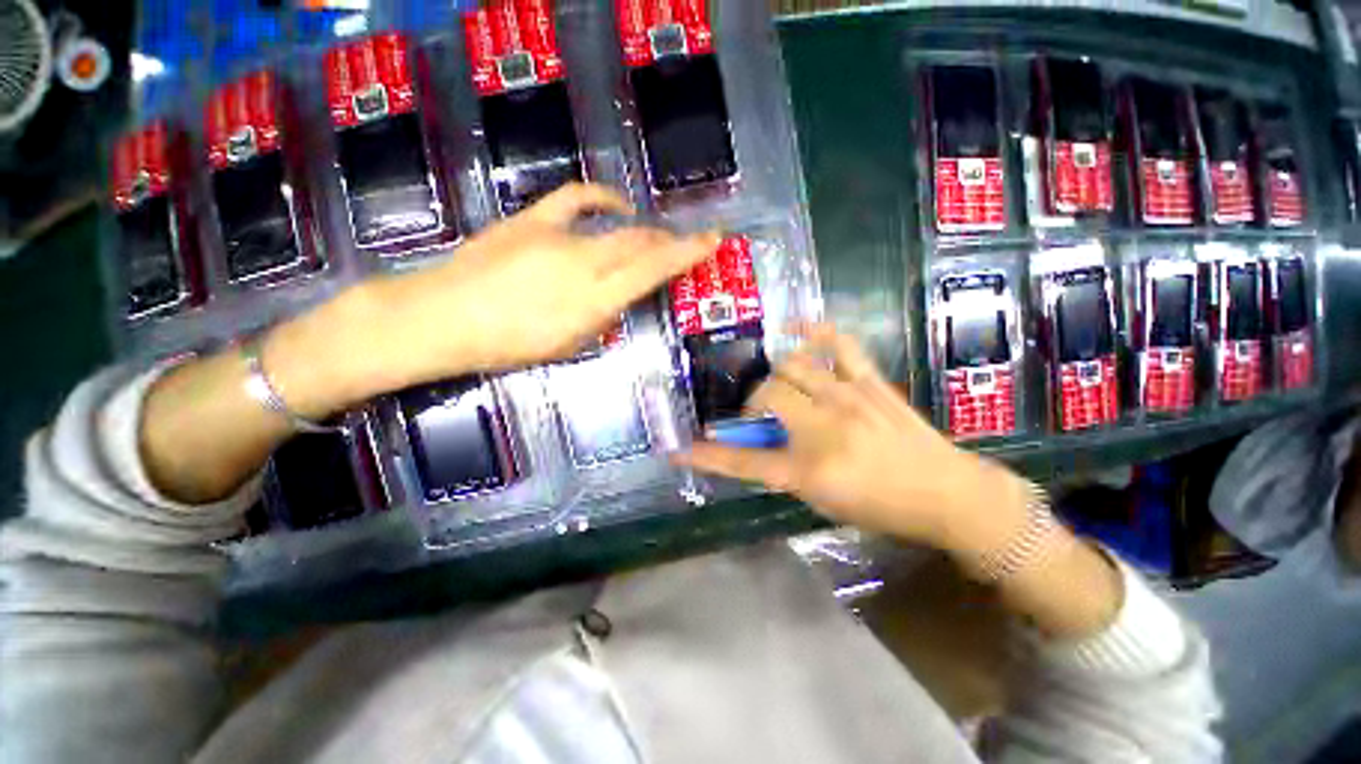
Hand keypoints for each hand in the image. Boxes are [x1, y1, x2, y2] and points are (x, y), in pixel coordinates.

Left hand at [267, 184, 718, 416]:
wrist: (442, 317)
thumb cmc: (506, 346)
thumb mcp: (567, 346)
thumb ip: (600, 320)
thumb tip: (618, 298)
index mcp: (593, 301)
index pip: (652, 271)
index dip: (687, 254)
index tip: (713, 240)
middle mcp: (583, 264)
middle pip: (640, 244)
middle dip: (669, 243)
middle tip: (681, 247)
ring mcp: (557, 236)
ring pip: (618, 225)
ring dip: (642, 230)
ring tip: (651, 236)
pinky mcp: (532, 218)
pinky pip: (577, 198)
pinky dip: (602, 198)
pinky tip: (615, 205)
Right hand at [678, 325, 1026, 549]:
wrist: (947, 493)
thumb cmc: (882, 506)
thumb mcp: (823, 500)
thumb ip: (784, 470)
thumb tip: (756, 445)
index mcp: (809, 469)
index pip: (745, 462)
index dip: (709, 457)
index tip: (681, 451)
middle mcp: (823, 426)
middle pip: (766, 394)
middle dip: (752, 401)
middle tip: (758, 412)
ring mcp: (848, 397)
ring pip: (792, 366)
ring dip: (776, 375)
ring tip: (780, 385)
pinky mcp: (869, 381)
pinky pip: (838, 343)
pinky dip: (813, 330)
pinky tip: (795, 329)